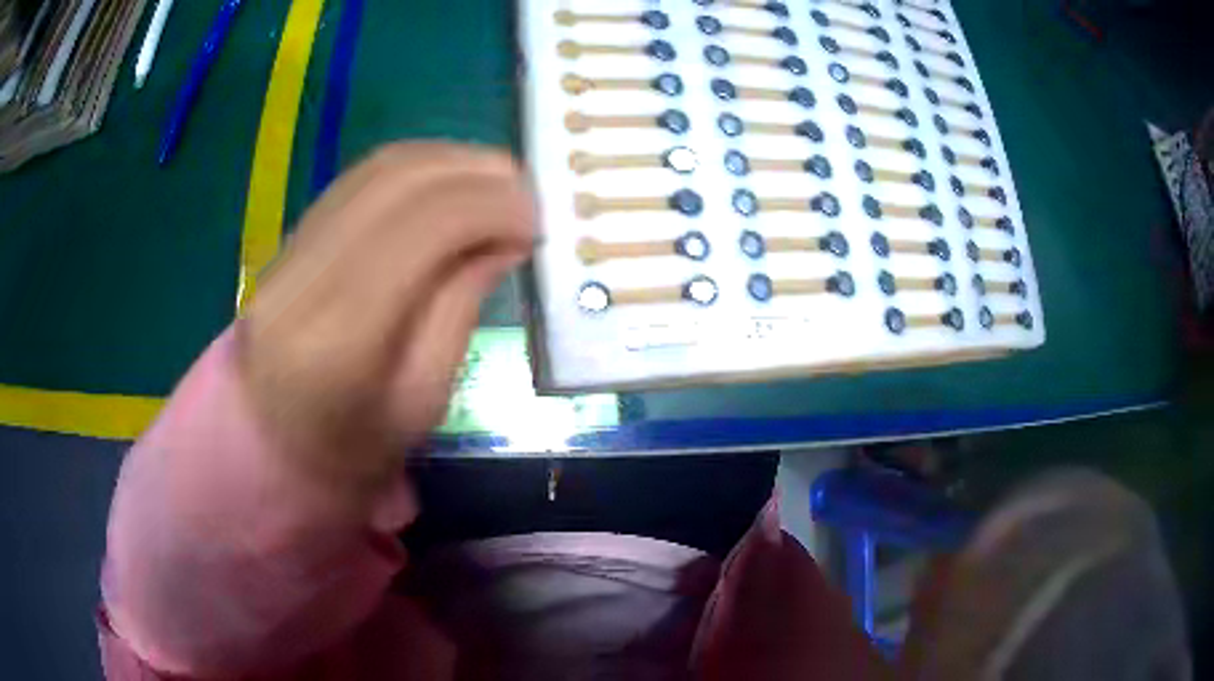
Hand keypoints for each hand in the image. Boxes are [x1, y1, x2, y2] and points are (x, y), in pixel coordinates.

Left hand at [238, 143, 534, 493]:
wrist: (273, 440)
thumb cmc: (354, 444)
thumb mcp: (423, 398)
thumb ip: (461, 308)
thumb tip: (504, 236)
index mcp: (341, 335)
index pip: (422, 228)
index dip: (489, 207)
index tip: (534, 221)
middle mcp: (307, 274)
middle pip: (399, 182)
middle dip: (477, 174)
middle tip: (525, 195)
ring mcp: (291, 246)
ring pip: (380, 168)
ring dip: (450, 162)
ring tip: (495, 185)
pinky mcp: (292, 234)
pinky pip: (361, 178)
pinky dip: (418, 167)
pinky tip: (449, 184)